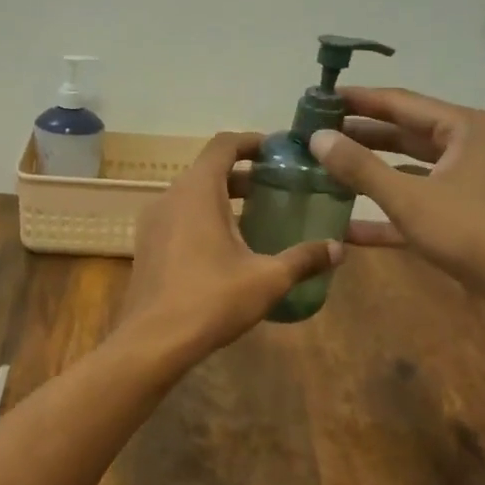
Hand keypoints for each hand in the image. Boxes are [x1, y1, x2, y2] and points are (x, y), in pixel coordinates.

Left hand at [120, 132, 340, 360]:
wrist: (153, 341)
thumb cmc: (212, 300)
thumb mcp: (267, 279)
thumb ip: (303, 259)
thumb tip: (338, 249)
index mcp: (197, 191)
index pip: (223, 145)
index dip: (251, 142)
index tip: (277, 151)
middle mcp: (169, 197)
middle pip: (208, 170)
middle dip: (243, 175)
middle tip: (277, 189)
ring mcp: (152, 223)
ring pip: (191, 196)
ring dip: (223, 199)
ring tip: (257, 218)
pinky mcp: (146, 247)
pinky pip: (178, 219)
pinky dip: (203, 219)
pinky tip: (226, 249)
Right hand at [306, 88, 484, 303]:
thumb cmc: (472, 232)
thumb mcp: (409, 198)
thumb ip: (361, 168)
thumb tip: (317, 138)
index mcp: (466, 129)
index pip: (402, 103)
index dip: (359, 100)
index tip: (320, 98)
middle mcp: (469, 150)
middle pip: (405, 135)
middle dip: (361, 136)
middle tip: (316, 134)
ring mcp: (466, 187)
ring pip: (408, 172)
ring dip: (369, 174)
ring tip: (324, 170)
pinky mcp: (460, 221)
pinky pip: (414, 208)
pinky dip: (384, 215)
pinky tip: (345, 226)